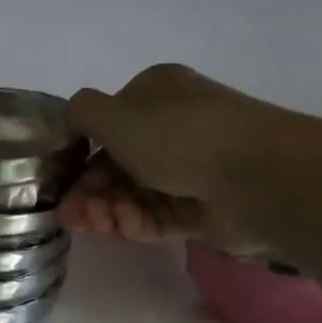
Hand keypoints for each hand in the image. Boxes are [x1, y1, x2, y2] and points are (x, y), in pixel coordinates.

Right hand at [59, 64, 310, 245]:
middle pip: (118, 163)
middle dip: (91, 190)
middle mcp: (174, 127)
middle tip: (71, 216)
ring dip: (108, 209)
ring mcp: (191, 169)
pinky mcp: (204, 208)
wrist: (259, 176)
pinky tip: (123, 228)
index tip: (62, 182)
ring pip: (136, 192)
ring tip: (95, 225)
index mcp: (157, 94)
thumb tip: (72, 119)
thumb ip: (81, 113)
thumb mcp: (115, 114)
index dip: (81, 154)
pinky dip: (137, 222)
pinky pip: (160, 215)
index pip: (109, 124)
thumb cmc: (180, 136)